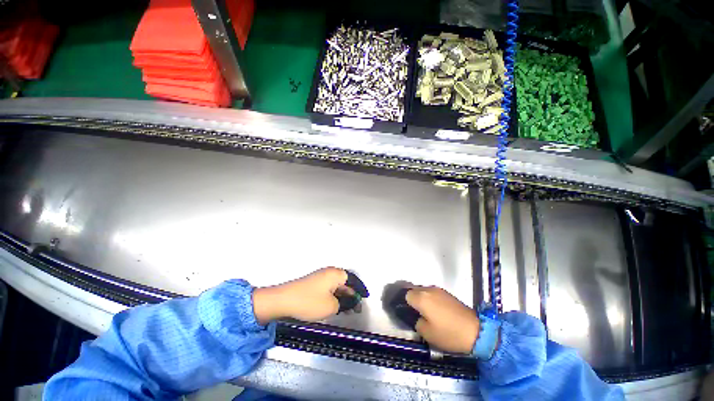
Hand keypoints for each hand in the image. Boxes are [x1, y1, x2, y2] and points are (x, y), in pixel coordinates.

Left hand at [253, 267, 353, 324]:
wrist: (283, 300)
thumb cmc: (309, 302)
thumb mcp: (331, 306)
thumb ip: (345, 303)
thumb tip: (352, 301)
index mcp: (335, 274)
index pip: (353, 279)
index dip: (360, 288)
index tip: (366, 297)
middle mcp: (329, 272)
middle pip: (345, 282)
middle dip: (352, 294)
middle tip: (356, 307)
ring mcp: (321, 277)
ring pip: (337, 286)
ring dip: (343, 296)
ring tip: (348, 309)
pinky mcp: (314, 283)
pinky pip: (329, 288)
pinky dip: (335, 296)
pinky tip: (335, 306)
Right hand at [406, 286, 479, 353]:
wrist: (476, 331)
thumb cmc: (449, 334)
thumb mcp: (427, 334)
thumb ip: (416, 322)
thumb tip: (414, 316)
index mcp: (421, 298)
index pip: (406, 295)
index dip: (404, 303)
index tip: (406, 313)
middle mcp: (428, 289)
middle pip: (414, 290)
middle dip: (412, 300)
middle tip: (415, 313)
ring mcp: (438, 290)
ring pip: (423, 291)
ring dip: (421, 299)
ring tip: (425, 312)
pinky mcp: (447, 293)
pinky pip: (432, 293)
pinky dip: (430, 299)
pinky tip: (435, 310)